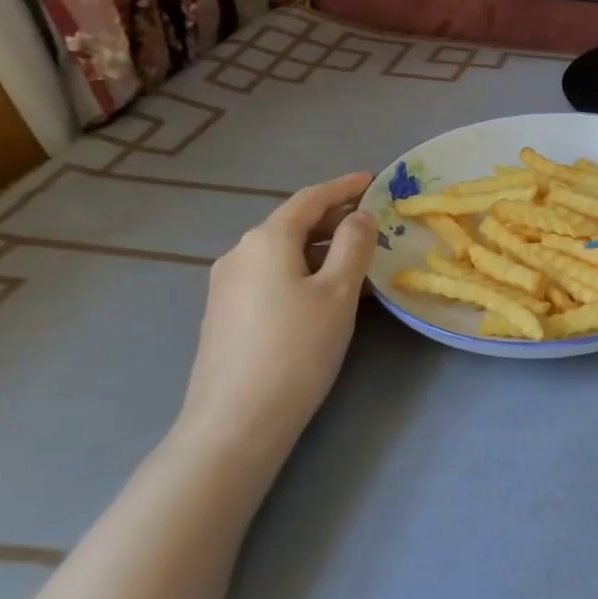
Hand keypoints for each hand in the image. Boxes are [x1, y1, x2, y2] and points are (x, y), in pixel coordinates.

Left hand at [175, 173, 376, 461]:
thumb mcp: (338, 292)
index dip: (343, 187)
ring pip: (282, 251)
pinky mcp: (225, 313)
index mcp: (266, 240)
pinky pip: (270, 275)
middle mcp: (239, 253)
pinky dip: (302, 269)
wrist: (237, 419)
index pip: (310, 199)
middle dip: (332, 217)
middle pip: (292, 223)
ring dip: (319, 246)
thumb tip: (360, 217)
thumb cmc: (297, 348)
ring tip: (355, 257)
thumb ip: (353, 245)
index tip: (372, 179)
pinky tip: (323, 290)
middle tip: (372, 221)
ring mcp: (227, 285)